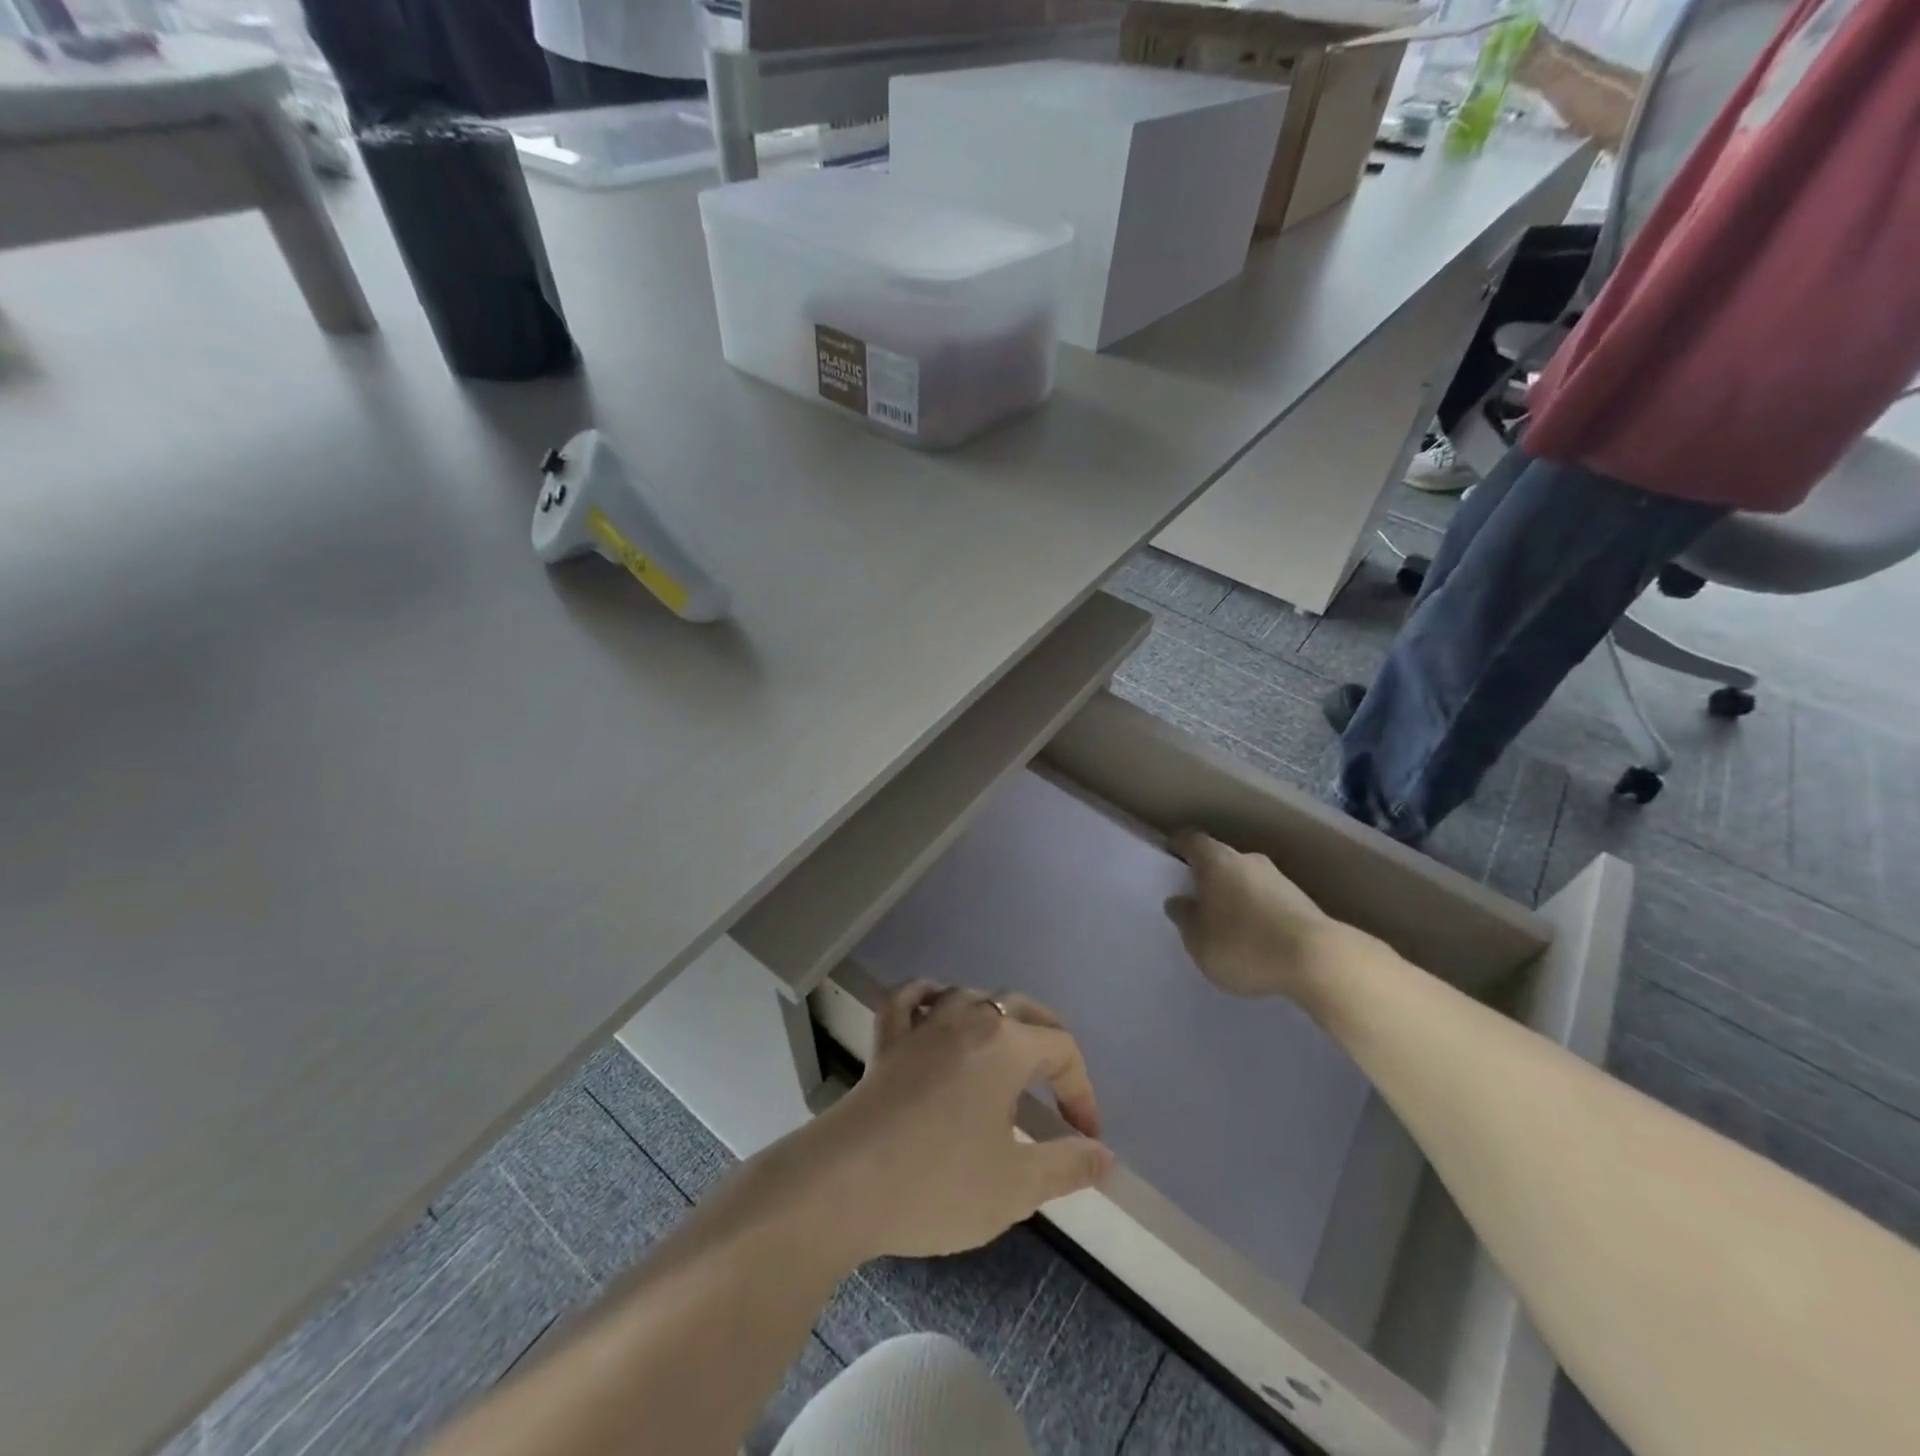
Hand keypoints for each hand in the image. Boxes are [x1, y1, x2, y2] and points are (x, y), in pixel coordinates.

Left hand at [815, 984, 1113, 1260]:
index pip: (1061, 1050)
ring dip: (993, 1016)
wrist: (845, 1183)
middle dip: (1048, 1038)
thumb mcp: (1015, 1186)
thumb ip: (1066, 1166)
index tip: (1084, 1138)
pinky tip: (932, 1006)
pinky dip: (925, 997)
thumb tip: (1105, 1155)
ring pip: (968, 996)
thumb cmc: (938, 1182)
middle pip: (1020, 1007)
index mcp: (1005, 1046)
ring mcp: (921, 1024)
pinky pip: (908, 1000)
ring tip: (1004, 1047)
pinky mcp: (886, 1040)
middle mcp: (966, 1019)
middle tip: (1060, 1082)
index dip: (1082, 1090)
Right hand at [1164, 829, 1348, 1001]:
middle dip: (1209, 877)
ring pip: (1247, 880)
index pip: (1191, 840)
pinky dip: (1259, 913)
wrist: (1317, 960)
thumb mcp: (1198, 940)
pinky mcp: (1303, 902)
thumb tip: (1179, 901)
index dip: (1179, 848)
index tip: (1171, 859)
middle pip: (1221, 859)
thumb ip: (1184, 918)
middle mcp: (1248, 860)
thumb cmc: (1243, 944)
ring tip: (1228, 927)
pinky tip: (1257, 940)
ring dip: (1236, 896)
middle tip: (1197, 901)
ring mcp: (1280, 879)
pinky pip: (1269, 900)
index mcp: (1216, 861)